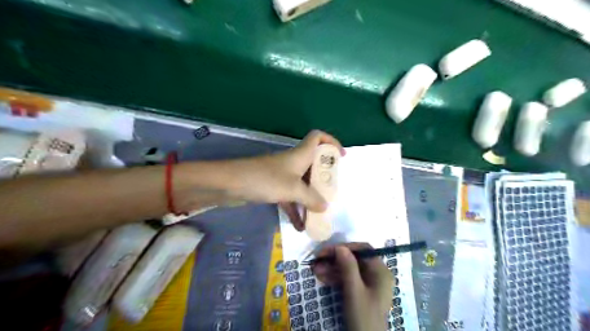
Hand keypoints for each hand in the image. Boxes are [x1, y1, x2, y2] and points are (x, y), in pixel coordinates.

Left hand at [229, 129, 344, 229]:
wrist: (230, 184)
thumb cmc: (265, 179)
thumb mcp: (293, 189)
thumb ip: (311, 198)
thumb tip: (325, 207)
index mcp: (301, 155)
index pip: (318, 137)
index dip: (331, 142)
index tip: (340, 157)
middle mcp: (293, 162)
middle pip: (314, 164)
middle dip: (324, 178)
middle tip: (332, 192)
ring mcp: (282, 175)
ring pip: (303, 184)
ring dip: (310, 199)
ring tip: (319, 215)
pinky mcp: (273, 187)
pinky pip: (290, 198)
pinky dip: (295, 210)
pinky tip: (300, 227)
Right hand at [311, 242, 393, 330]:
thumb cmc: (364, 316)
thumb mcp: (354, 291)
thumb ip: (348, 267)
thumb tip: (339, 246)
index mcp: (381, 271)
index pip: (363, 250)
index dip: (345, 247)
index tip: (328, 250)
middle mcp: (376, 274)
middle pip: (354, 259)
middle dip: (335, 259)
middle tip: (317, 260)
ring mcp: (368, 283)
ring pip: (348, 269)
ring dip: (332, 268)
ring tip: (314, 269)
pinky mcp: (361, 292)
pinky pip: (347, 279)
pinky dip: (335, 277)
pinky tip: (321, 277)